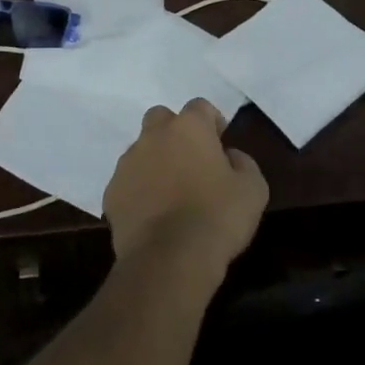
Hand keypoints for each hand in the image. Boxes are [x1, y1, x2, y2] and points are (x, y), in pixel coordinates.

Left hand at [103, 99, 268, 277]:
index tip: (221, 143)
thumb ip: (243, 162)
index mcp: (189, 128)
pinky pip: (127, 181)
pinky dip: (139, 190)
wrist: (169, 258)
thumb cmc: (218, 217)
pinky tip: (152, 214)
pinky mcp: (111, 191)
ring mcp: (128, 162)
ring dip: (155, 161)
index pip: (200, 106)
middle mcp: (153, 136)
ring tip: (171, 192)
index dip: (212, 122)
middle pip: (161, 118)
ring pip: (141, 150)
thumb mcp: (253, 189)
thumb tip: (230, 156)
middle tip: (191, 160)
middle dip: (175, 132)